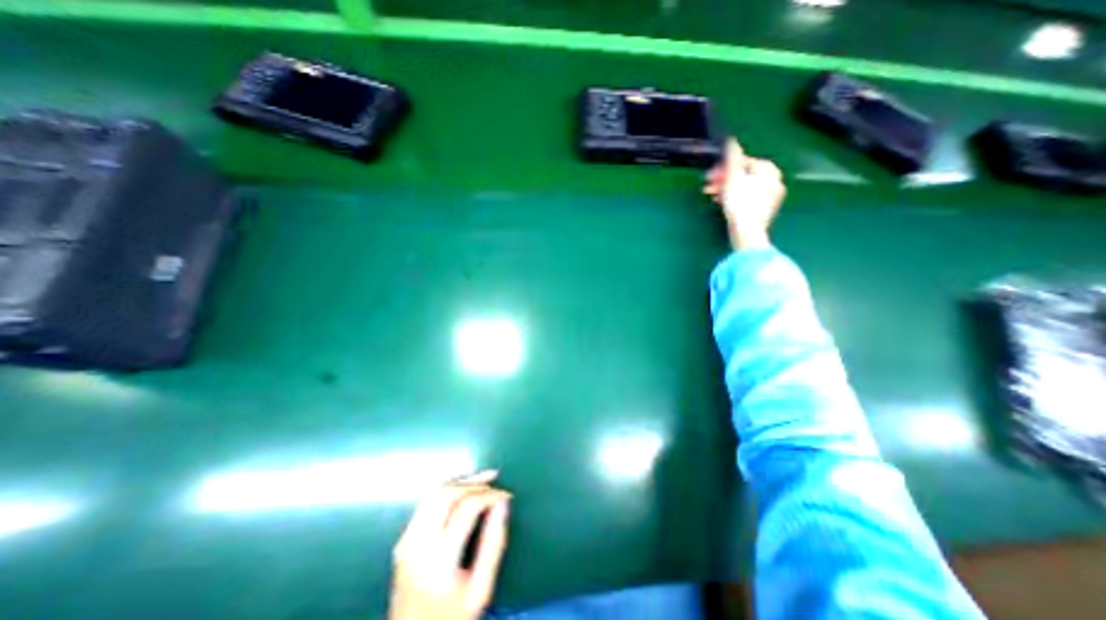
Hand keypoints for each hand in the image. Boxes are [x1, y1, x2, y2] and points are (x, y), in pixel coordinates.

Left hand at [386, 470, 510, 619]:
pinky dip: (447, 491)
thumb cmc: (452, 616)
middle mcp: (418, 544)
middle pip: (447, 494)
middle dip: (474, 482)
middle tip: (494, 479)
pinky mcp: (402, 540)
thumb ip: (494, 543)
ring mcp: (406, 541)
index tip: (506, 495)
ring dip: (460, 482)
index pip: (467, 507)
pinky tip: (462, 492)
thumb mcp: (481, 588)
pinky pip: (426, 503)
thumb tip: (503, 502)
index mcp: (439, 559)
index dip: (490, 495)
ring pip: (434, 493)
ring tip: (481, 480)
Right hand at [703, 138, 781, 247]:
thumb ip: (732, 157)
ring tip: (712, 196)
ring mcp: (771, 196)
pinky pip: (748, 197)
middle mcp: (773, 180)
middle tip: (707, 187)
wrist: (747, 232)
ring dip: (726, 189)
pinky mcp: (764, 210)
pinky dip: (735, 198)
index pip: (742, 162)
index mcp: (767, 169)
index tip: (709, 176)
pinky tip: (723, 204)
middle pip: (744, 175)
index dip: (723, 168)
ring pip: (745, 187)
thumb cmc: (740, 203)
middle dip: (723, 179)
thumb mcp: (732, 177)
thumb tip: (731, 140)